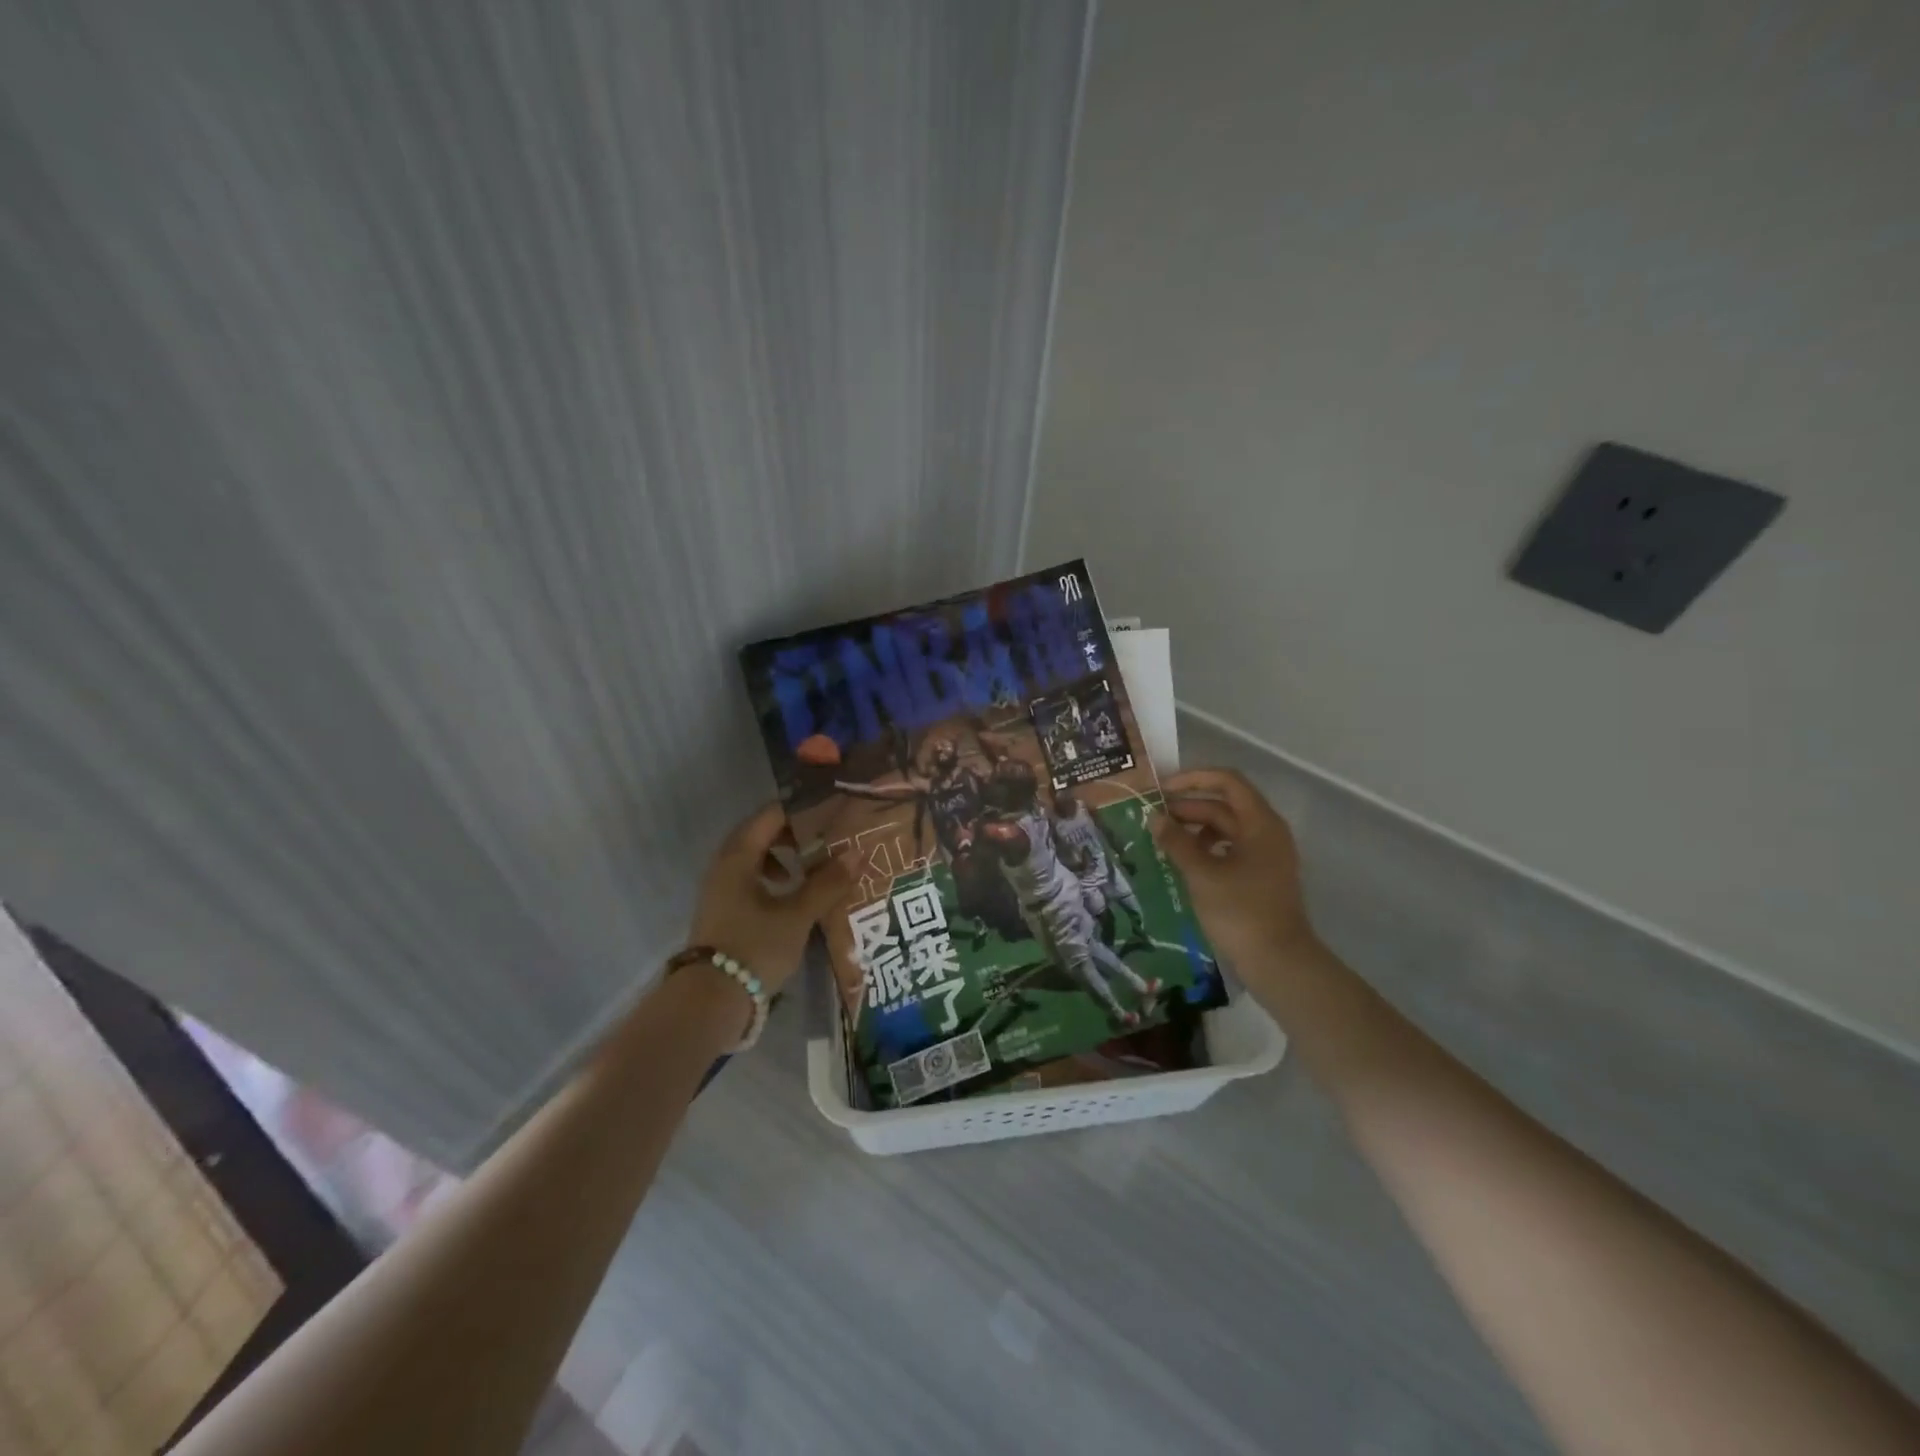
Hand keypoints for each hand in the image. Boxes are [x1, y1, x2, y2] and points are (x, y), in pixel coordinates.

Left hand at [687, 803, 854, 993]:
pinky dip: (773, 878)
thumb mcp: (798, 915)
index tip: (832, 811)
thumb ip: (828, 882)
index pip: (771, 815)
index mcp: (738, 856)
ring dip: (783, 857)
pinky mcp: (723, 910)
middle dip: (795, 834)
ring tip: (810, 869)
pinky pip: (750, 879)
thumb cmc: (755, 947)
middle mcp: (724, 865)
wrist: (711, 1001)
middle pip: (761, 833)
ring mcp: (720, 889)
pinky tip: (791, 898)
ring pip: (754, 858)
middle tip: (827, 838)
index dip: (802, 810)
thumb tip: (859, 851)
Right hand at [1152, 768, 1319, 994]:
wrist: (1278, 962)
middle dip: (1188, 807)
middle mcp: (1266, 832)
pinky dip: (1205, 848)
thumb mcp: (1202, 874)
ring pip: (1225, 828)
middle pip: (1224, 805)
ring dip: (1194, 828)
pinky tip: (1182, 861)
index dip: (1193, 779)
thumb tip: (1155, 817)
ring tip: (1163, 840)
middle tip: (1152, 817)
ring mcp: (1264, 855)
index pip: (1227, 781)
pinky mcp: (1259, 876)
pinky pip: (1229, 849)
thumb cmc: (1240, 911)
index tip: (1162, 789)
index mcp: (1260, 823)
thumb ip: (1177, 842)